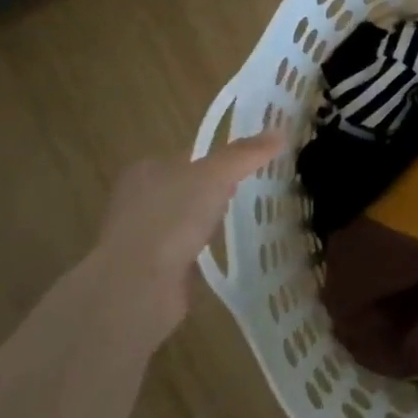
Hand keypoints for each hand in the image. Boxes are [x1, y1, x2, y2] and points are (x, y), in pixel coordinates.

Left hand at [92, 130, 285, 336]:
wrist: (139, 284)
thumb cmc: (172, 218)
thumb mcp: (216, 175)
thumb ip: (245, 154)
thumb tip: (280, 133)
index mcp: (146, 169)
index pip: (189, 157)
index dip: (220, 159)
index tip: (251, 168)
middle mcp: (137, 198)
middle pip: (187, 186)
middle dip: (215, 191)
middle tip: (251, 194)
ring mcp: (141, 234)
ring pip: (184, 219)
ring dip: (207, 221)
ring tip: (241, 223)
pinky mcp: (149, 266)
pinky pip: (183, 248)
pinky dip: (200, 249)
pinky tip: (220, 252)